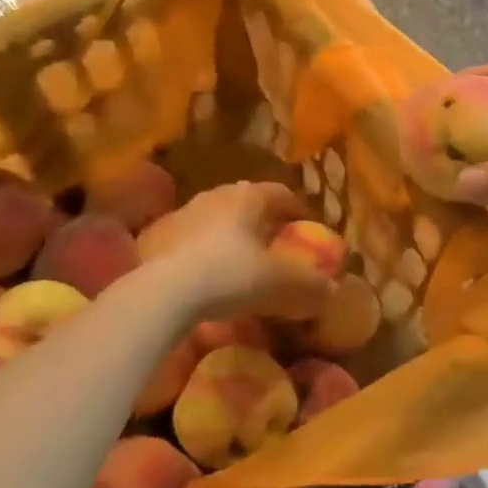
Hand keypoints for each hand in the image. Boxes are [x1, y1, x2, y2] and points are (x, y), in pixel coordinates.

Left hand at [144, 182, 335, 322]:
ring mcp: (182, 214)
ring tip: (239, 263)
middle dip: (262, 222)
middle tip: (274, 244)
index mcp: (249, 197)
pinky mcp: (156, 238)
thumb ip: (310, 285)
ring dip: (230, 236)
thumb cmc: (232, 275)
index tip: (307, 227)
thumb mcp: (281, 284)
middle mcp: (215, 196)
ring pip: (215, 220)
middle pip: (246, 203)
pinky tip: (206, 278)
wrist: (163, 293)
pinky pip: (190, 241)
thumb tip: (331, 290)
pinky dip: (203, 254)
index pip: (281, 193)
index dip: (297, 209)